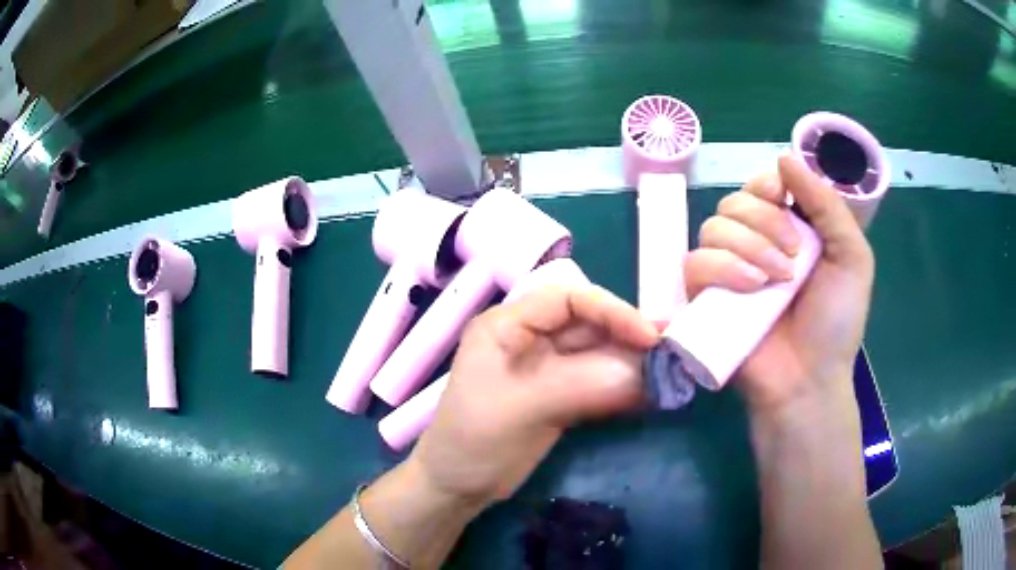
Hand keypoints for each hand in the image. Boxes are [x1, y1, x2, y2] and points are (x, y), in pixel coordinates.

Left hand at [408, 286, 658, 506]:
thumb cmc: (473, 440)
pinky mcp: (560, 395)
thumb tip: (642, 373)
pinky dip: (623, 386)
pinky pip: (598, 381)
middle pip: (589, 325)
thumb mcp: (521, 408)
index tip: (647, 337)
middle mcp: (530, 338)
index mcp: (508, 324)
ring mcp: (547, 368)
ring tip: (671, 370)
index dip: (611, 311)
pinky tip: (650, 392)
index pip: (568, 299)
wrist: (456, 487)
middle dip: (629, 337)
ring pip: (598, 354)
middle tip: (673, 352)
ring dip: (632, 362)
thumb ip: (581, 385)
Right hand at [684, 155, 874, 412]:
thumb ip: (827, 205)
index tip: (785, 201)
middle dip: (764, 222)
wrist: (808, 379)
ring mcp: (727, 270)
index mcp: (788, 229)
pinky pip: (695, 262)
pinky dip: (721, 267)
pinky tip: (749, 287)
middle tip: (793, 258)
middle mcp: (754, 242)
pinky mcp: (704, 297)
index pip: (761, 184)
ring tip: (774, 281)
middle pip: (735, 200)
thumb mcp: (851, 257)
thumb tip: (784, 156)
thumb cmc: (836, 321)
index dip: (768, 185)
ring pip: (713, 227)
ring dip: (747, 245)